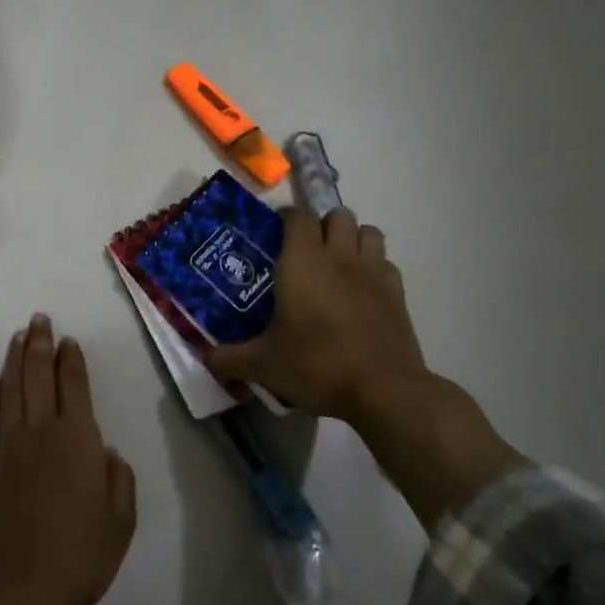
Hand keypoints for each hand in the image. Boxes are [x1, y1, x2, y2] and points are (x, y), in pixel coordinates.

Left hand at [0, 314, 136, 604]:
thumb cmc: (81, 555)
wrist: (21, 589)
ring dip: (15, 359)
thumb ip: (118, 477)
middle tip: (39, 320)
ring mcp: (7, 444)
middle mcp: (40, 430)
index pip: (74, 384)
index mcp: (77, 438)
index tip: (68, 340)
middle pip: (38, 374)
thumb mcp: (121, 518)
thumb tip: (104, 449)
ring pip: (10, 388)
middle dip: (40, 343)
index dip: (71, 359)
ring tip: (19, 337)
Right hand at [206, 206, 425, 423]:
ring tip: (337, 261)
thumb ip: (230, 358)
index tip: (275, 230)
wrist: (383, 390)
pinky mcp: (397, 293)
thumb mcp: (264, 365)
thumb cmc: (317, 365)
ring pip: (367, 232)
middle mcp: (339, 256)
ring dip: (352, 238)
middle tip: (306, 249)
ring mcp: (373, 272)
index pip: (297, 216)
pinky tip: (362, 289)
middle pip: (337, 215)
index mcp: (303, 261)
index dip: (286, 216)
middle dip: (322, 224)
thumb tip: (206, 358)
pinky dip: (374, 266)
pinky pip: (386, 263)